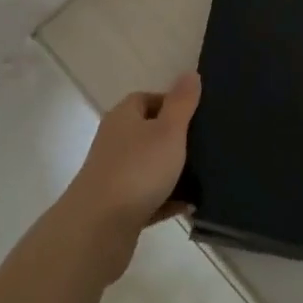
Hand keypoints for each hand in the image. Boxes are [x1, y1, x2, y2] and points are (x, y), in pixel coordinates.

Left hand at [59, 72, 200, 280]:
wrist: (98, 229)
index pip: (147, 98)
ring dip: (173, 172)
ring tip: (204, 176)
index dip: (172, 103)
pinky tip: (189, 205)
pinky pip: (149, 197)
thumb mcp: (169, 130)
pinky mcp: (117, 207)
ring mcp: (114, 175)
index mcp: (124, 116)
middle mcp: (115, 141)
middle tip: (205, 144)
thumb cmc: (138, 169)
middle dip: (176, 139)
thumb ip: (182, 102)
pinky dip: (167, 200)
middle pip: (149, 132)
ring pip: (149, 167)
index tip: (198, 115)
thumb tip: (190, 73)